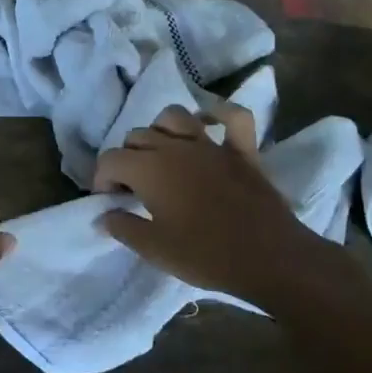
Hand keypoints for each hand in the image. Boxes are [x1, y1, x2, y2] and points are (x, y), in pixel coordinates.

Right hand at [93, 102, 340, 300]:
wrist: (269, 259)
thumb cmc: (206, 255)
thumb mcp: (154, 249)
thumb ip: (123, 228)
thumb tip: (102, 216)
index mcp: (150, 169)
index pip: (111, 159)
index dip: (102, 178)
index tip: (109, 200)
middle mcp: (176, 147)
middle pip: (138, 137)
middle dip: (127, 158)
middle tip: (132, 188)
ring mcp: (211, 145)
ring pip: (175, 117)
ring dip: (161, 130)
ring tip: (161, 155)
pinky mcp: (243, 151)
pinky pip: (233, 117)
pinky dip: (219, 113)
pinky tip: (207, 123)